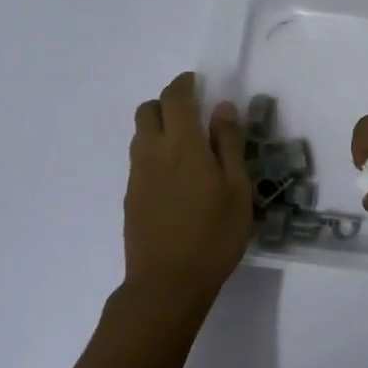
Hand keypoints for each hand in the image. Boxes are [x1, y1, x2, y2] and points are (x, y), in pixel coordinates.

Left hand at [124, 73, 252, 311]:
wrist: (167, 284)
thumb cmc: (213, 235)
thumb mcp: (237, 188)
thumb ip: (229, 144)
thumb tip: (222, 108)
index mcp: (182, 144)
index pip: (175, 97)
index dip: (186, 83)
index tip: (200, 83)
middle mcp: (153, 152)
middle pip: (148, 110)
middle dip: (168, 103)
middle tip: (194, 115)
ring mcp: (137, 175)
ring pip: (141, 135)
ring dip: (160, 128)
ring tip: (188, 148)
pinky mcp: (131, 197)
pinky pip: (140, 160)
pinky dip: (155, 153)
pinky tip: (177, 179)